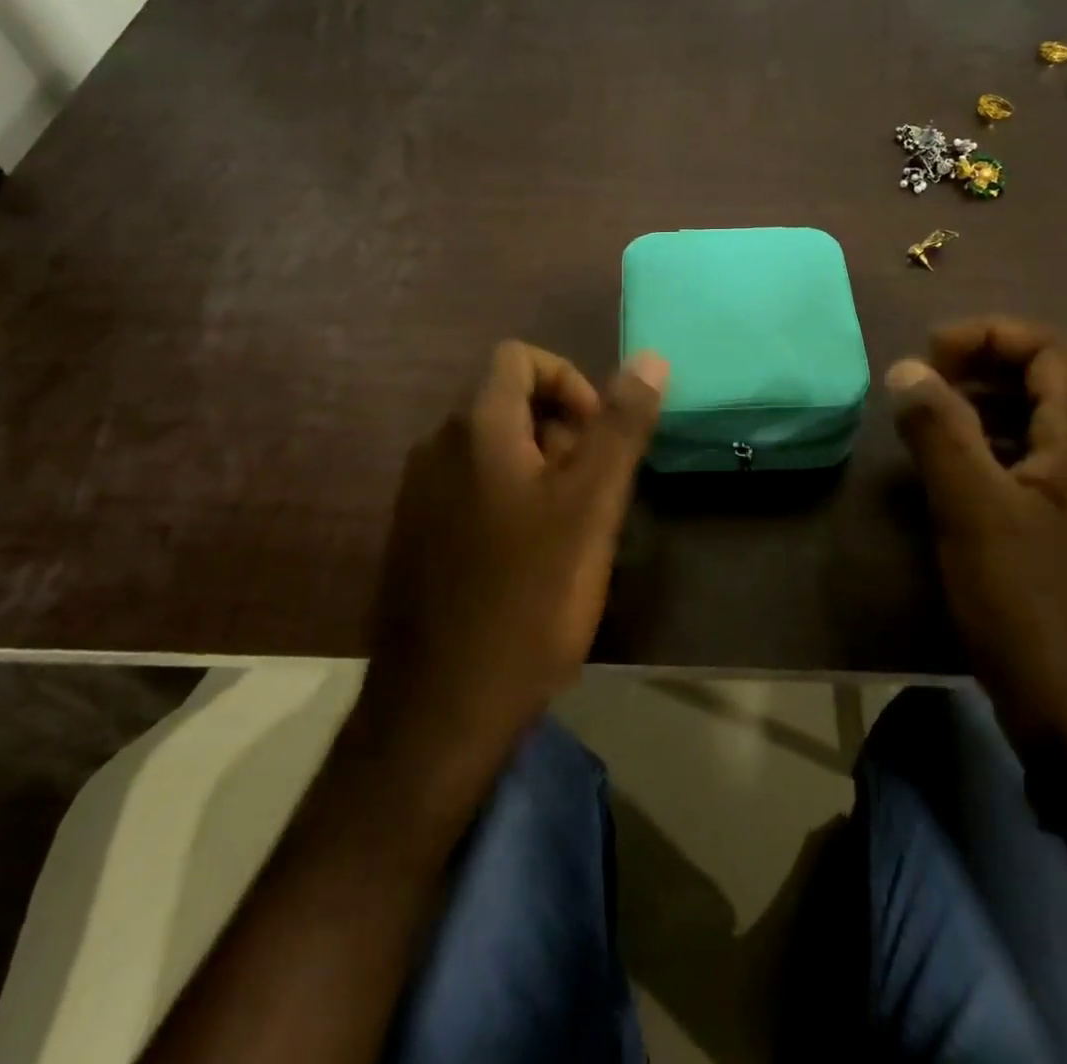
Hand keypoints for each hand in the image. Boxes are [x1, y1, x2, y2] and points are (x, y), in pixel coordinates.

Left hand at [359, 341, 667, 768]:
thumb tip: (650, 358)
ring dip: (541, 471)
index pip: (520, 359)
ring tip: (571, 532)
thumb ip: (620, 427)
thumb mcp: (590, 506)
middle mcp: (436, 448)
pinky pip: (472, 491)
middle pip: (508, 404)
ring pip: (494, 452)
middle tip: (594, 495)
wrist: (440, 709)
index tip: (599, 437)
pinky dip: (511, 501)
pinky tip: (532, 562)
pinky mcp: (415, 538)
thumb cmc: (527, 597)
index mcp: (475, 428)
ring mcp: (419, 496)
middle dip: (562, 432)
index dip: (570, 382)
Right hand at [887, 318, 1066, 790]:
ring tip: (921, 427)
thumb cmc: (1032, 605)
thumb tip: (907, 368)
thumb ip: (940, 433)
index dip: (990, 335)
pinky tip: (940, 479)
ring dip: (974, 409)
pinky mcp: (1051, 531)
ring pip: (1026, 423)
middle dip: (978, 366)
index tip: (930, 358)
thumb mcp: (974, 511)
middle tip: (921, 388)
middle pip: (1041, 378)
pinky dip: (976, 451)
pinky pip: (1015, 465)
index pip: (1050, 348)